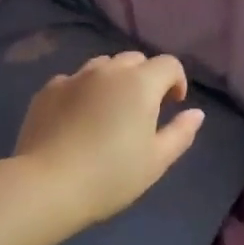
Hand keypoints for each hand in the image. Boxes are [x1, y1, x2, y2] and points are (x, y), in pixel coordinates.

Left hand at [14, 52, 205, 228]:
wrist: (47, 185)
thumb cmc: (110, 175)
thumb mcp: (156, 161)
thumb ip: (180, 133)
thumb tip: (196, 113)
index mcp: (139, 84)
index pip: (168, 64)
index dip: (176, 81)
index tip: (173, 105)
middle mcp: (107, 71)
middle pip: (134, 60)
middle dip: (145, 78)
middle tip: (143, 110)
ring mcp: (74, 77)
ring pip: (102, 66)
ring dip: (114, 81)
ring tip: (109, 112)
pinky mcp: (47, 90)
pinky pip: (74, 81)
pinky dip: (84, 91)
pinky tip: (78, 119)